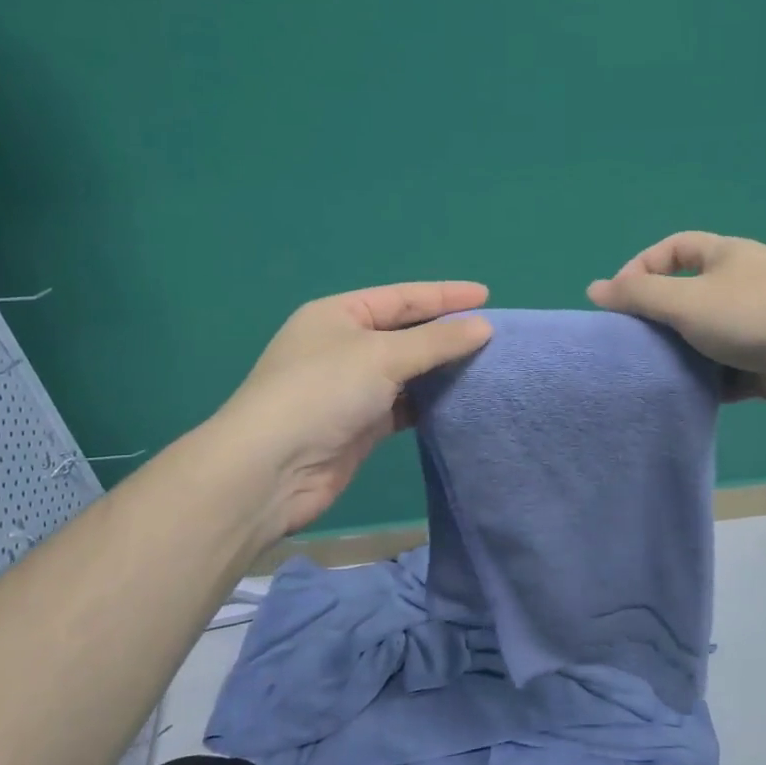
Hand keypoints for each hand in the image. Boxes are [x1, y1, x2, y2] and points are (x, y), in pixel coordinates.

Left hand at [217, 282, 491, 539]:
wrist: (271, 469)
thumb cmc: (322, 392)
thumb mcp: (381, 356)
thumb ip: (436, 342)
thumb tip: (483, 327)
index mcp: (338, 314)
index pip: (401, 297)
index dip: (444, 295)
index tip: (488, 295)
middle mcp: (343, 346)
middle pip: (405, 333)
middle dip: (446, 332)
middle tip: (494, 334)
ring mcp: (350, 388)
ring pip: (406, 371)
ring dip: (441, 370)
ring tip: (487, 366)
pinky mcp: (359, 425)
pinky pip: (403, 405)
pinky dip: (429, 403)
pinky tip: (460, 401)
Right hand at [588, 231, 765, 438]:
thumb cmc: (759, 316)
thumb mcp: (688, 300)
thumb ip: (639, 296)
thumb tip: (594, 289)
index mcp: (726, 256)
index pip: (673, 249)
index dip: (640, 268)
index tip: (618, 301)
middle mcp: (742, 286)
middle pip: (687, 296)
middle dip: (658, 319)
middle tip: (630, 344)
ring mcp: (759, 327)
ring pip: (706, 338)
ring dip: (681, 354)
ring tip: (651, 374)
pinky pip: (727, 372)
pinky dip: (708, 383)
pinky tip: (686, 398)